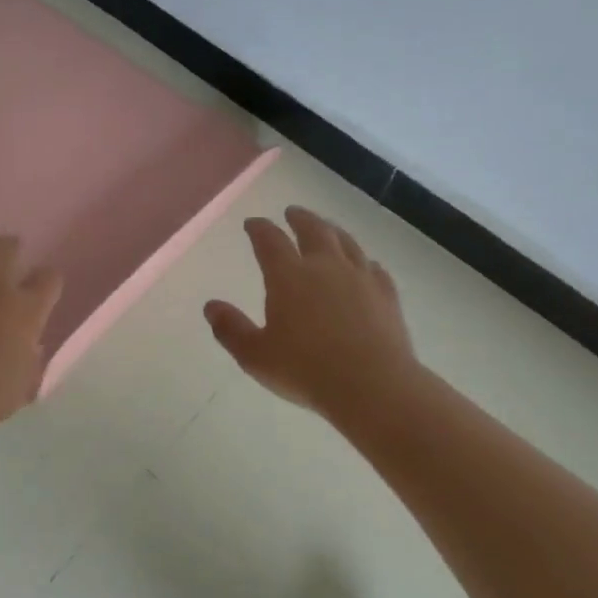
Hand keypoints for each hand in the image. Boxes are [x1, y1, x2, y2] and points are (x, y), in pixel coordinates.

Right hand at [204, 206, 415, 416]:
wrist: (372, 385)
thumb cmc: (305, 370)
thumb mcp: (255, 355)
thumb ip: (231, 329)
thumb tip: (211, 306)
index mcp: (289, 276)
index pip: (270, 241)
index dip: (259, 229)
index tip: (252, 223)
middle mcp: (325, 266)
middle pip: (313, 230)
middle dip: (299, 219)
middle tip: (292, 212)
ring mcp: (360, 277)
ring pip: (346, 242)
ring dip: (332, 231)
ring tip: (326, 228)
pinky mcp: (386, 294)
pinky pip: (373, 267)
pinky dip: (363, 261)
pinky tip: (365, 266)